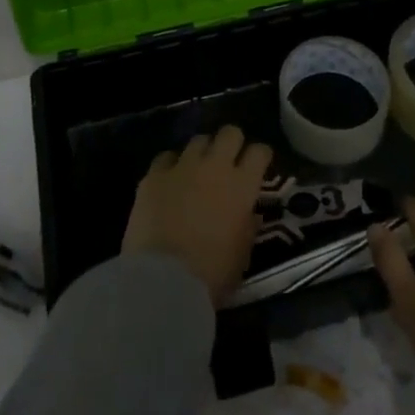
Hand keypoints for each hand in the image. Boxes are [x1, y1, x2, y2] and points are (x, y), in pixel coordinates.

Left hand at [122, 124, 273, 304]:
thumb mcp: (242, 254)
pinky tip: (170, 180)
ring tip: (198, 170)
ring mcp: (182, 166)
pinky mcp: (154, 175)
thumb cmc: (211, 275)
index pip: (259, 152)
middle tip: (229, 160)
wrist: (163, 281)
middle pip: (229, 133)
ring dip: (202, 153)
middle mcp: (215, 166)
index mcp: (242, 186)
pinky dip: (171, 166)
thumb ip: (247, 226)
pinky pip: (166, 157)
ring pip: (198, 140)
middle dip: (232, 143)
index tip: (259, 164)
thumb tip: (249, 212)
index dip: (260, 156)